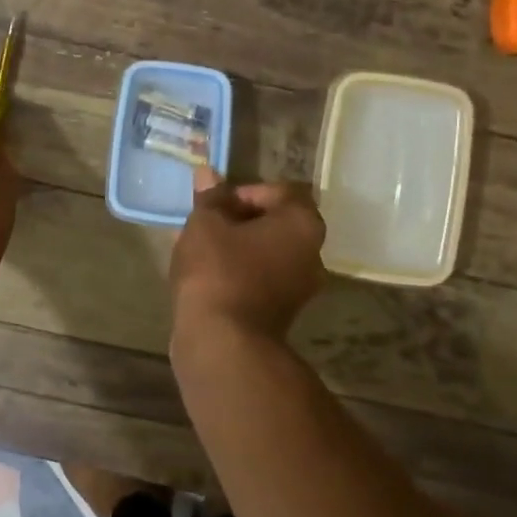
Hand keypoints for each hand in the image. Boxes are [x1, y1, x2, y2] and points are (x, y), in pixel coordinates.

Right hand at [170, 167, 325, 344]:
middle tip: (207, 224)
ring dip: (239, 247)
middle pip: (277, 222)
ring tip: (203, 249)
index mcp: (302, 224)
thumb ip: (210, 197)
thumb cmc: (217, 270)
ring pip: (268, 252)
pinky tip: (210, 276)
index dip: (244, 191)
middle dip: (241, 219)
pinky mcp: (284, 314)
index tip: (216, 203)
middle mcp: (313, 254)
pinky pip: (263, 278)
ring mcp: (301, 288)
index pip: (280, 191)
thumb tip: (208, 173)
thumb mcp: (205, 223)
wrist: (223, 343)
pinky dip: (241, 272)